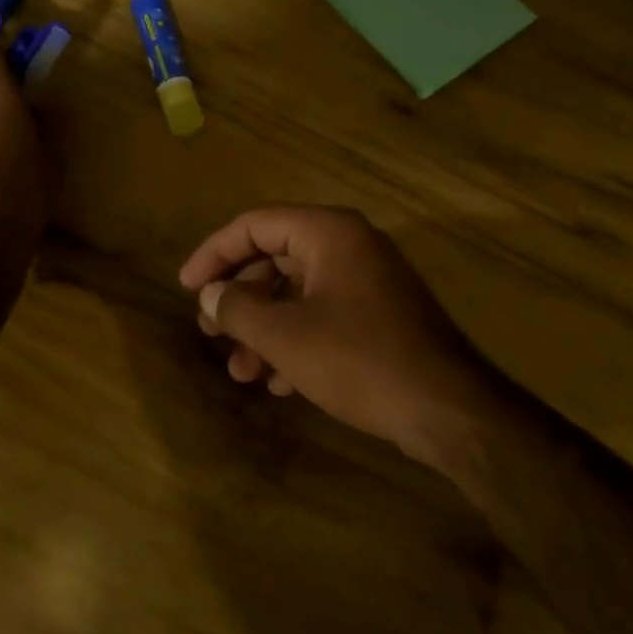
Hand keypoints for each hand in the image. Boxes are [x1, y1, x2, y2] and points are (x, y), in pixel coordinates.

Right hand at [178, 205, 506, 472]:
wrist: (445, 408)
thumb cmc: (358, 359)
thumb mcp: (284, 336)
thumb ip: (237, 308)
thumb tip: (211, 294)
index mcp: (328, 233)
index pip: (255, 225)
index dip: (214, 253)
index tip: (187, 287)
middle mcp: (350, 247)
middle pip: (275, 260)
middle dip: (240, 300)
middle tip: (211, 332)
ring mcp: (368, 282)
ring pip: (298, 295)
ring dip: (264, 330)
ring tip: (241, 372)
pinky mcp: (379, 317)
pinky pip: (324, 317)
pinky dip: (296, 343)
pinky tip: (281, 384)